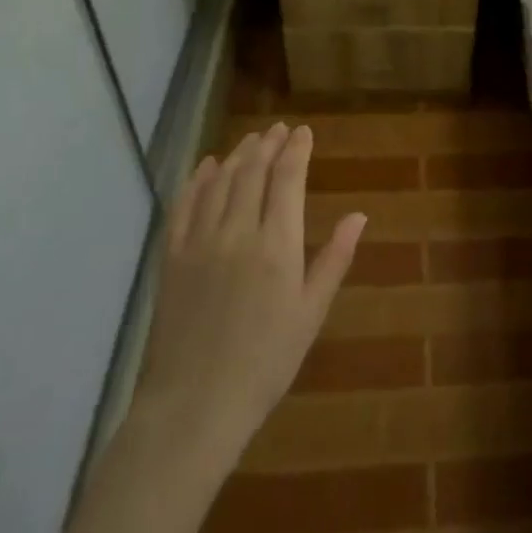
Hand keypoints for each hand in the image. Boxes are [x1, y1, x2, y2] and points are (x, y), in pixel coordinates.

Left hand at [131, 123, 364, 457]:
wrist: (195, 403)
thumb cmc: (266, 362)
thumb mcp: (311, 313)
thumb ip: (334, 259)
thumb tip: (359, 215)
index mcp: (277, 245)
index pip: (287, 180)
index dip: (296, 151)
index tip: (304, 132)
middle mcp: (237, 232)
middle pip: (252, 173)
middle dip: (268, 145)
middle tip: (278, 129)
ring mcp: (200, 242)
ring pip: (219, 183)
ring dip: (237, 155)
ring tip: (251, 140)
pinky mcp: (172, 257)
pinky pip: (184, 206)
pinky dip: (197, 180)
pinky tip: (206, 166)